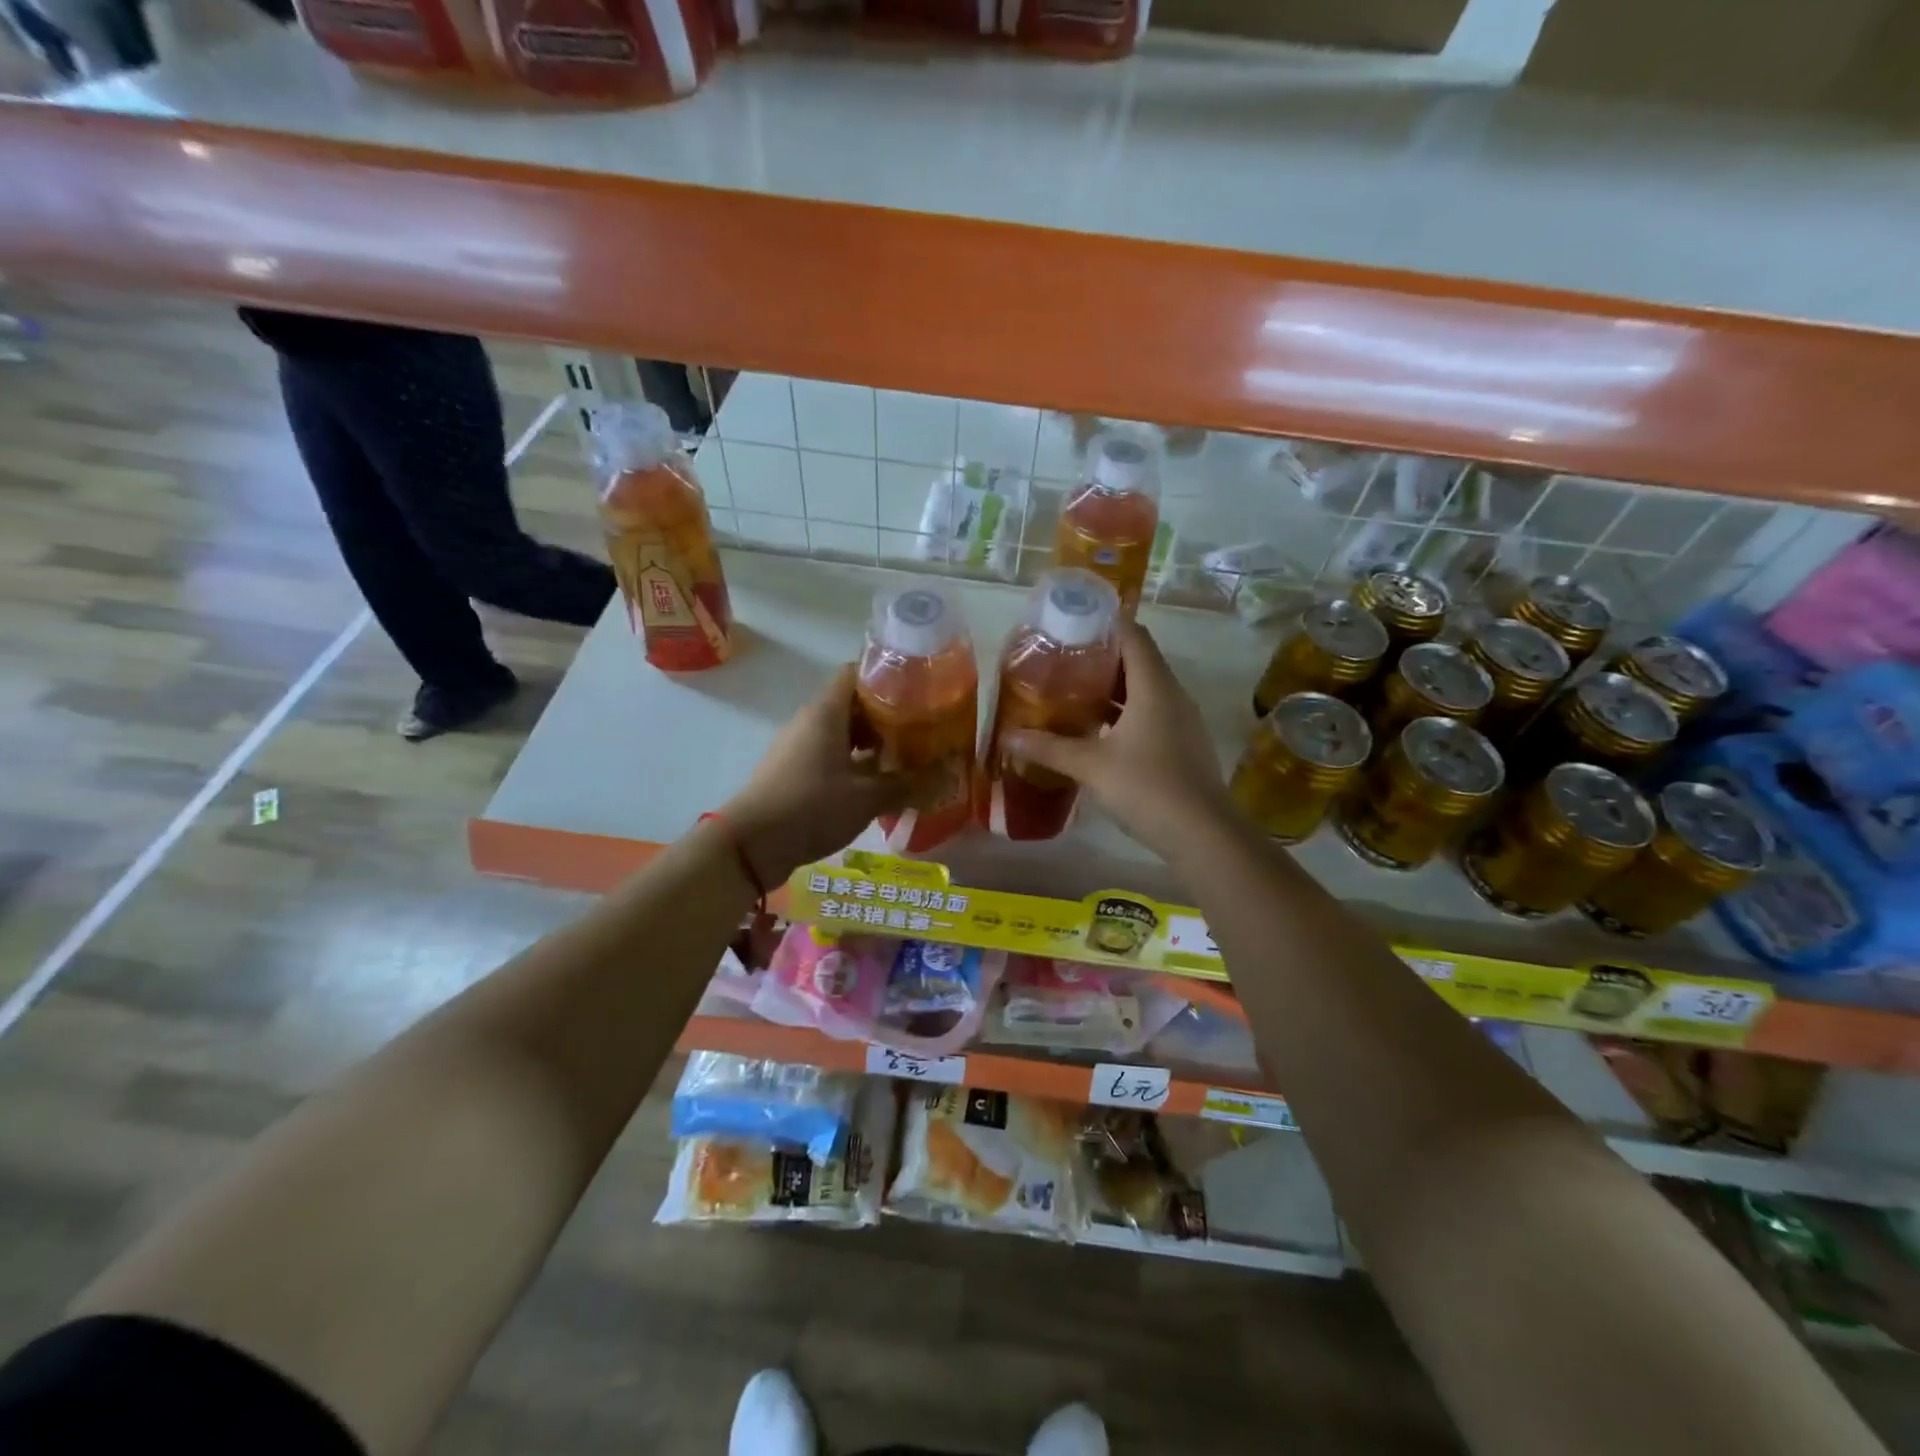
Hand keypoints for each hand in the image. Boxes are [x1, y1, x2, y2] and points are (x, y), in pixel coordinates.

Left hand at [722, 664, 912, 884]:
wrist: (750, 846)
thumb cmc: (811, 807)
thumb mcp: (868, 797)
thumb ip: (910, 784)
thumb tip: (949, 775)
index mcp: (826, 712)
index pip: (856, 673)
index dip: (888, 676)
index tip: (919, 690)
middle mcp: (811, 722)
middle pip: (854, 704)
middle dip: (889, 716)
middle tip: (924, 729)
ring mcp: (800, 748)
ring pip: (844, 734)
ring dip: (874, 744)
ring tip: (909, 758)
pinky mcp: (795, 773)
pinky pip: (832, 757)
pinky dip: (856, 765)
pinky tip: (880, 786)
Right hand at [1006, 620, 1236, 859]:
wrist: (1203, 834)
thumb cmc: (1147, 787)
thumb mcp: (1091, 766)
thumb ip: (1049, 749)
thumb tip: (1008, 737)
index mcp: (1154, 686)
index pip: (1133, 636)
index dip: (1106, 623)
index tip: (1073, 622)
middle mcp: (1172, 695)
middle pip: (1138, 660)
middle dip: (1102, 657)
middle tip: (1063, 659)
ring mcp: (1182, 720)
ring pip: (1145, 690)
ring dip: (1113, 688)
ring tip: (1074, 691)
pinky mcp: (1183, 744)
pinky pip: (1152, 713)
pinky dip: (1125, 712)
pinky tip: (1099, 730)